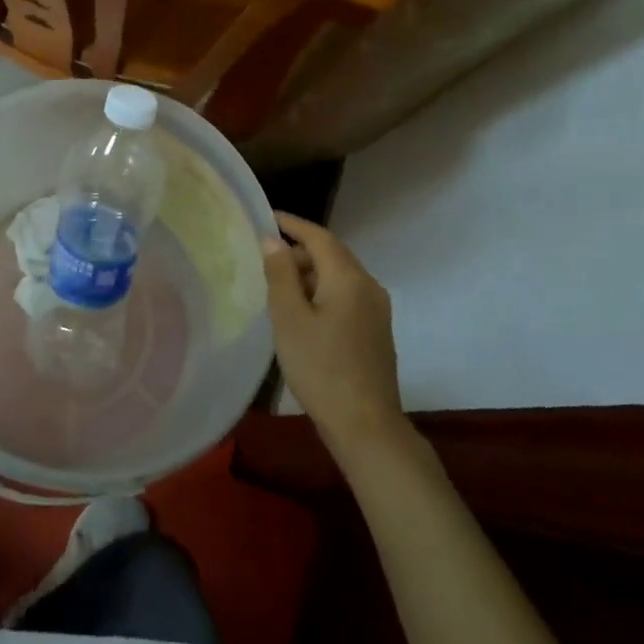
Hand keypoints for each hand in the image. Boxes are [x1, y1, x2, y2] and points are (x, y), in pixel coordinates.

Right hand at [265, 213, 403, 454]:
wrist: (367, 427)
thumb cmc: (321, 368)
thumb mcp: (289, 319)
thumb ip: (280, 275)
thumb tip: (272, 241)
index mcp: (348, 278)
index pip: (319, 236)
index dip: (292, 224)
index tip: (266, 216)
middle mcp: (368, 285)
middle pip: (332, 254)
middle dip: (300, 250)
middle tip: (266, 259)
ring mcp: (377, 309)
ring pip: (340, 276)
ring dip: (311, 273)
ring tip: (279, 287)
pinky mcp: (377, 330)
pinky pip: (347, 295)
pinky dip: (323, 291)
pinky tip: (303, 312)